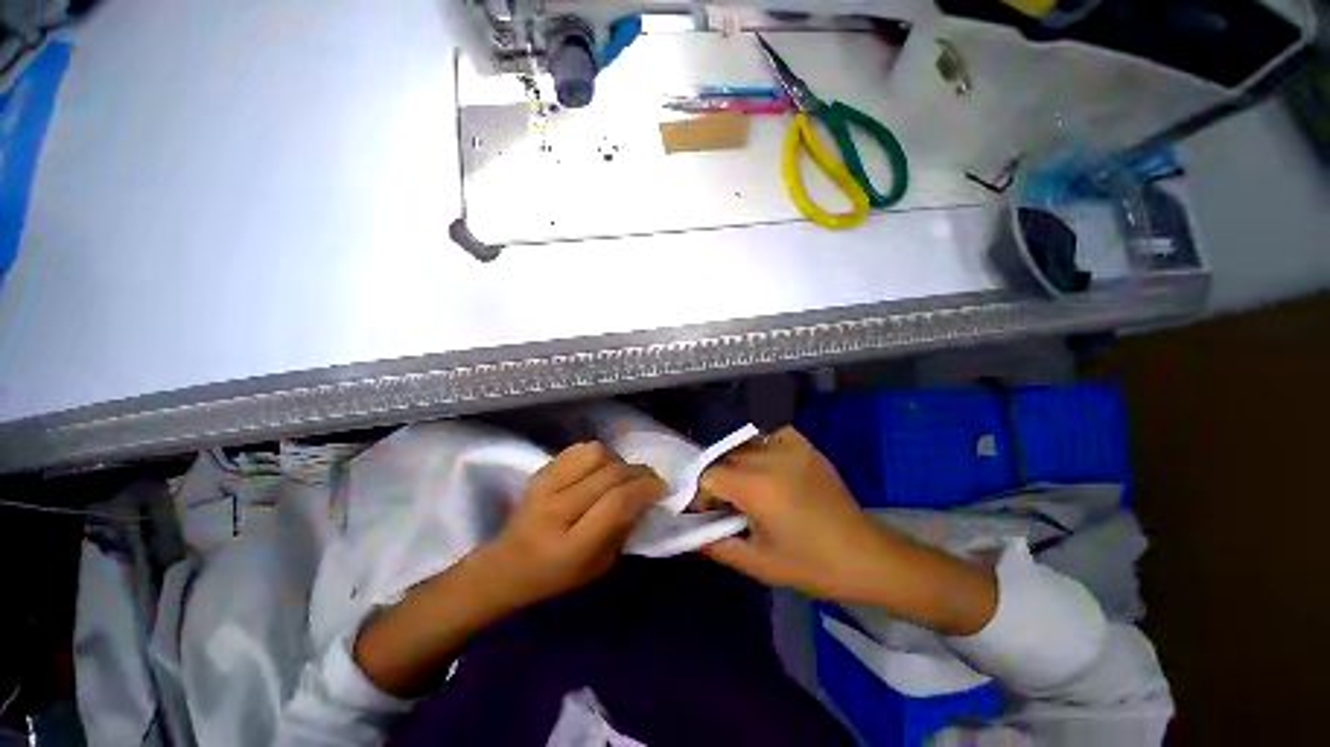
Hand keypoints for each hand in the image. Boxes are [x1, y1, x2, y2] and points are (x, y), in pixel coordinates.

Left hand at [479, 441, 666, 609]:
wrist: (507, 565)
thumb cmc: (558, 574)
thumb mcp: (600, 565)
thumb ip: (624, 529)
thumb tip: (646, 498)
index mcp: (572, 544)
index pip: (617, 502)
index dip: (646, 489)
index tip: (662, 489)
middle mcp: (556, 510)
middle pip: (610, 474)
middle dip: (640, 473)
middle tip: (652, 480)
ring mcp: (545, 485)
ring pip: (596, 453)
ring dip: (618, 461)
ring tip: (622, 475)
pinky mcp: (540, 471)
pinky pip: (579, 449)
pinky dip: (599, 454)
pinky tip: (601, 468)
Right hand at [698, 427, 889, 601]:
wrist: (865, 556)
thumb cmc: (810, 565)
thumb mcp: (758, 564)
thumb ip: (717, 546)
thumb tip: (689, 536)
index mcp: (754, 487)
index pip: (709, 475)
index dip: (703, 495)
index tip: (710, 513)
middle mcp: (768, 458)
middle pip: (725, 458)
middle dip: (719, 480)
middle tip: (729, 504)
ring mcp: (789, 447)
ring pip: (745, 445)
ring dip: (738, 463)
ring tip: (749, 486)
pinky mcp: (806, 446)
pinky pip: (772, 434)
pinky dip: (763, 444)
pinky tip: (768, 464)